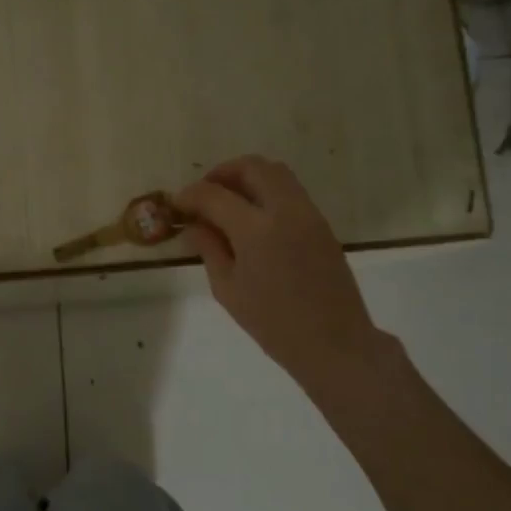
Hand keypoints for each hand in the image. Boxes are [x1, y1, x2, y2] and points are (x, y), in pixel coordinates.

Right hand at [176, 156, 393, 404]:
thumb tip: (194, 225)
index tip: (176, 205)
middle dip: (222, 174)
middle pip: (252, 167)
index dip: (190, 195)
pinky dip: (266, 192)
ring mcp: (308, 214)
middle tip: (203, 195)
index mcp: (256, 230)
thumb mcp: (228, 289)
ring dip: (247, 178)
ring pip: (276, 173)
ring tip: (227, 203)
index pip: (214, 195)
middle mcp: (285, 210)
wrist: (334, 342)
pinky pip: (290, 192)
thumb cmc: (273, 323)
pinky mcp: (321, 224)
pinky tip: (251, 219)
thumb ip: (209, 248)